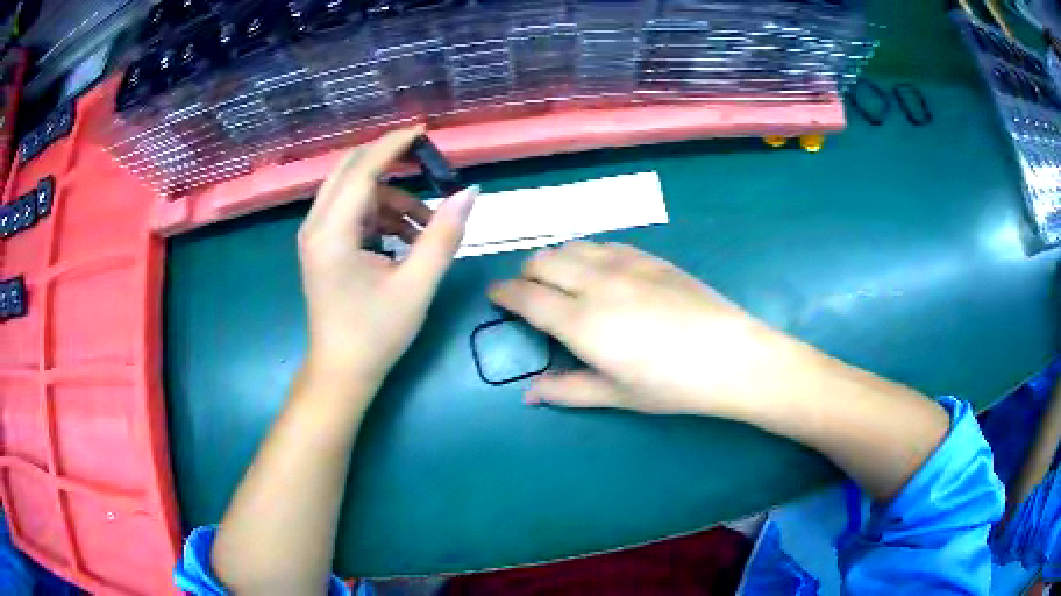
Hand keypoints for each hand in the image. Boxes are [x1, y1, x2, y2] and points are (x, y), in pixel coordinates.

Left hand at [298, 126, 476, 397]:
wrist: (342, 371)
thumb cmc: (376, 333)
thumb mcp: (416, 285)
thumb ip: (443, 236)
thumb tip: (469, 193)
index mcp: (332, 233)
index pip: (362, 170)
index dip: (393, 146)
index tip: (424, 132)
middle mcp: (316, 226)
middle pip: (350, 170)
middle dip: (389, 163)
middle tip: (427, 167)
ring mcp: (316, 236)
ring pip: (353, 191)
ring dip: (390, 197)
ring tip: (425, 228)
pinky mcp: (322, 246)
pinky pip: (351, 211)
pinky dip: (379, 214)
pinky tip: (405, 238)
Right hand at [489, 242, 804, 416]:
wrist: (730, 356)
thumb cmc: (671, 385)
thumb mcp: (616, 395)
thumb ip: (567, 391)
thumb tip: (528, 394)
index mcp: (581, 321)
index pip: (526, 296)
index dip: (503, 293)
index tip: (495, 296)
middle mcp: (596, 282)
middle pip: (543, 261)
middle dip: (526, 275)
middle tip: (529, 295)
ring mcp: (625, 264)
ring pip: (572, 246)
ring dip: (555, 260)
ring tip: (561, 280)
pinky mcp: (649, 257)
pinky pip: (604, 243)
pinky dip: (587, 252)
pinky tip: (598, 269)